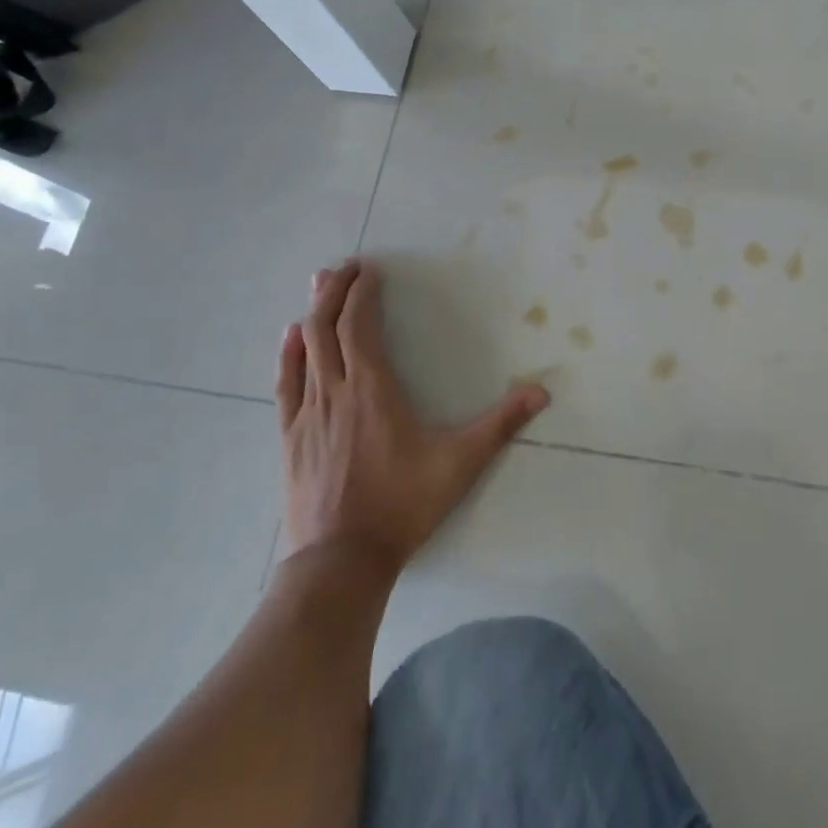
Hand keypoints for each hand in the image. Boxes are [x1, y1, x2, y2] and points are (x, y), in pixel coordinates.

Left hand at [273, 260, 548, 571]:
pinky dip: (288, 353)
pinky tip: (290, 337)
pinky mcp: (290, 437)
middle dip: (335, 290)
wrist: (340, 561)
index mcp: (373, 388)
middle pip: (327, 326)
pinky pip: (286, 384)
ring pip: (305, 348)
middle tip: (345, 265)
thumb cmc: (402, 505)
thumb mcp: (460, 463)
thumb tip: (542, 391)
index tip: (371, 269)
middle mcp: (335, 390)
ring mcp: (307, 414)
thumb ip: (500, 424)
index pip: (360, 325)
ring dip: (312, 312)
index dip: (363, 293)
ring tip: (319, 284)